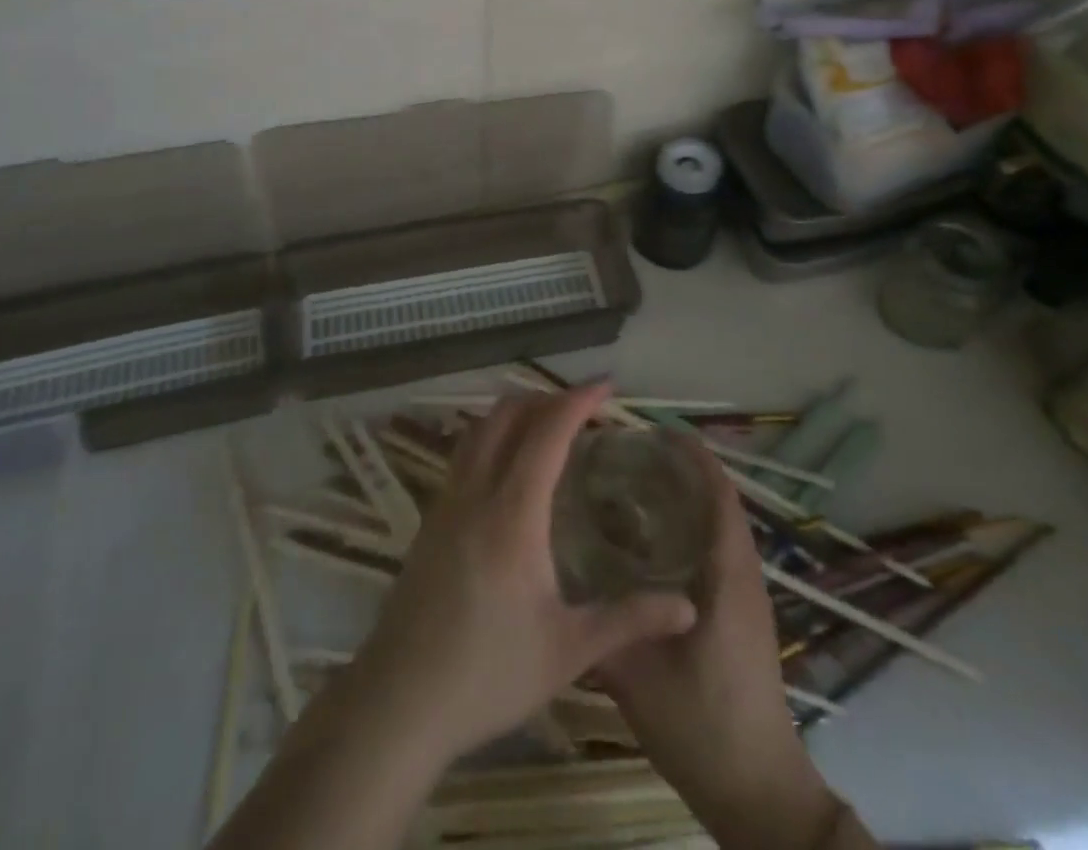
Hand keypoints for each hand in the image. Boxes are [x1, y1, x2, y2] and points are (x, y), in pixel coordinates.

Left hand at [349, 382, 698, 763]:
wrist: (399, 702)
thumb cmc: (489, 674)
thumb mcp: (568, 651)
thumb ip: (629, 621)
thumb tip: (688, 607)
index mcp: (513, 512)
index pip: (547, 432)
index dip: (578, 400)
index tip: (607, 386)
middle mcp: (476, 491)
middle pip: (508, 415)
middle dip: (547, 399)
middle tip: (584, 407)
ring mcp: (446, 502)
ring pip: (480, 429)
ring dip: (516, 412)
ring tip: (549, 424)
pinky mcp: (430, 519)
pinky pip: (464, 453)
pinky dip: (493, 436)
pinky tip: (509, 466)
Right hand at [598, 442, 845, 849]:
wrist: (758, 792)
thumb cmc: (702, 726)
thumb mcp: (637, 678)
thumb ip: (600, 627)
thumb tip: (557, 581)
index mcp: (728, 575)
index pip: (719, 495)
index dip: (693, 457)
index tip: (653, 430)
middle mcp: (743, 575)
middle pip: (720, 502)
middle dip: (682, 470)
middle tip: (630, 453)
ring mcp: (746, 597)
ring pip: (720, 526)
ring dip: (688, 498)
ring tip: (635, 483)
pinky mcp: (741, 616)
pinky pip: (718, 551)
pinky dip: (691, 528)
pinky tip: (651, 541)